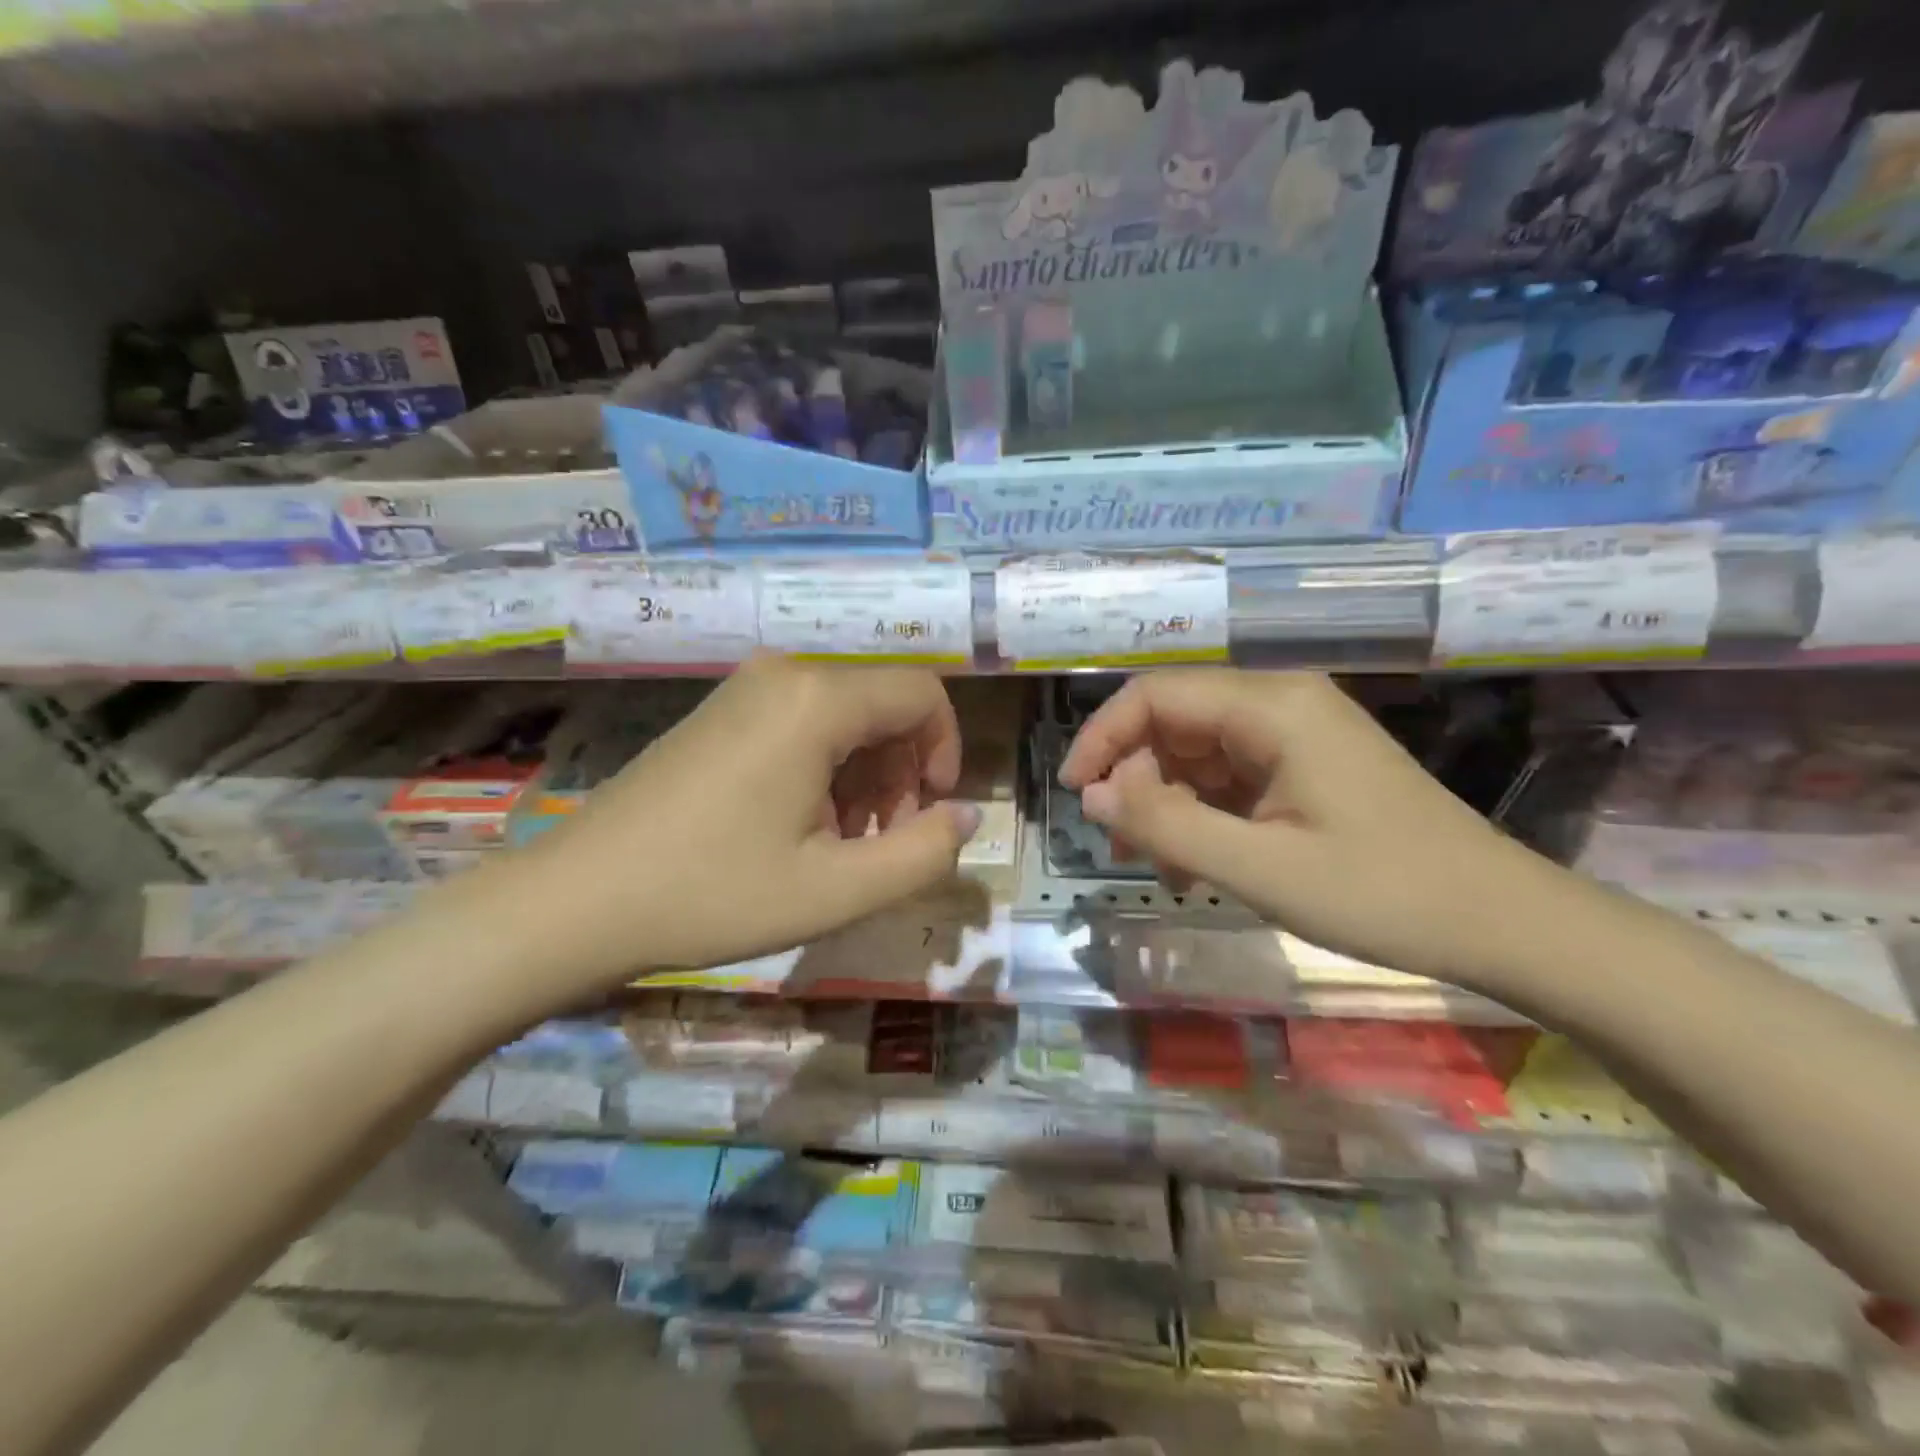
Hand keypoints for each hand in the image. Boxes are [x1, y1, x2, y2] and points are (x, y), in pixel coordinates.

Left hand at [510, 654, 979, 990]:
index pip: (923, 694)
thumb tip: (968, 817)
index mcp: (817, 700)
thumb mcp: (835, 889)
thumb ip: (922, 853)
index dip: (947, 750)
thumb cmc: (713, 893)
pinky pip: (802, 722)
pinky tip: (801, 826)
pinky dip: (825, 768)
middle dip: (904, 770)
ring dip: (866, 774)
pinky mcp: (720, 713)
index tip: (932, 813)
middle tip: (884, 841)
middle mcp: (784, 674)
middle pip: (883, 703)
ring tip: (842, 842)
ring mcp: (745, 689)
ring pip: (845, 715)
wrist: (577, 900)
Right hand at [1058, 669, 1566, 986]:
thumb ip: (1166, 826)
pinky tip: (1199, 864)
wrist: (1501, 922)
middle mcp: (1280, 704)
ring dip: (1166, 804)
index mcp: (1271, 708)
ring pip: (1197, 752)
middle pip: (1174, 722)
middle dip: (1135, 780)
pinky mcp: (1306, 765)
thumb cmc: (1382, 893)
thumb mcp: (1259, 868)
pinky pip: (1230, 776)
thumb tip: (1093, 794)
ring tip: (1162, 867)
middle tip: (1124, 847)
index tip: (1074, 793)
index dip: (1102, 737)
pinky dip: (1202, 814)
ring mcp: (1296, 734)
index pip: (1155, 695)